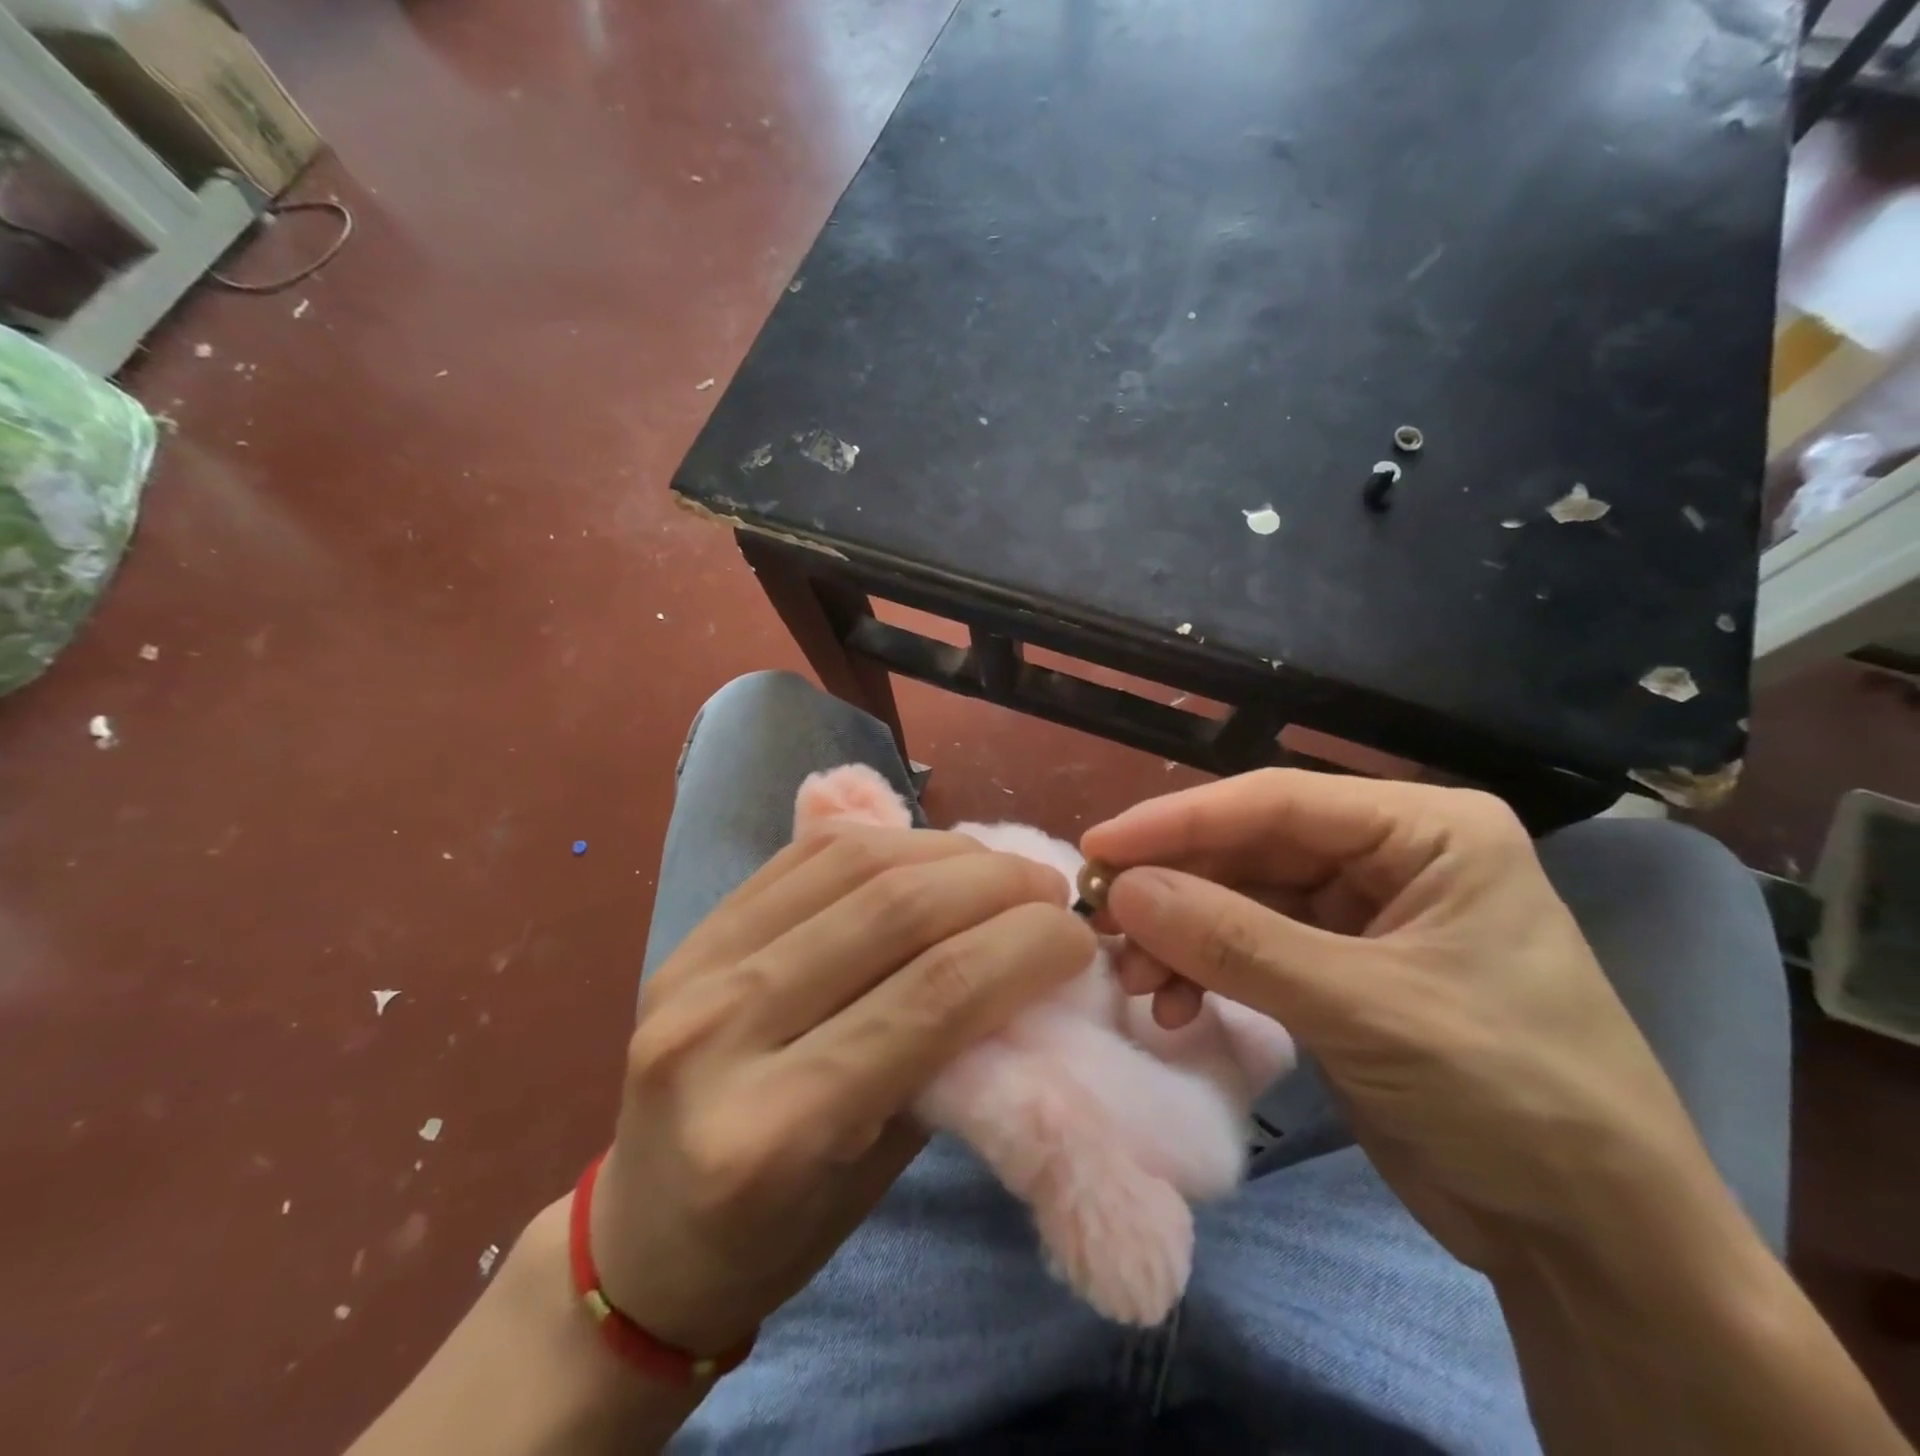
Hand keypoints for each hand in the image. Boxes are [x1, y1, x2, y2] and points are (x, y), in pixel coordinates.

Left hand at [590, 823, 1091, 1354]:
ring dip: (945, 852)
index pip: (931, 997)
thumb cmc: (777, 1235)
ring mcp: (694, 968)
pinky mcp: (691, 933)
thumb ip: (947, 1061)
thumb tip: (1022, 967)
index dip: (1023, 948)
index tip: (1075, 937)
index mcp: (773, 1129)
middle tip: (1048, 889)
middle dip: (995, 886)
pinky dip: (883, 842)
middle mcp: (720, 1031)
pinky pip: (804, 856)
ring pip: (850, 864)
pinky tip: (928, 853)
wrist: (640, 1241)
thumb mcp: (881, 1173)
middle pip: (893, 912)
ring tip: (998, 866)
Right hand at [1081, 771, 1722, 1273]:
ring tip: (1132, 978)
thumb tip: (1122, 892)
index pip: (1276, 802)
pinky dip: (1203, 971)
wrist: (1593, 1242)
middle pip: (1249, 850)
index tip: (1098, 847)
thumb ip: (1233, 942)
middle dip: (1173, 888)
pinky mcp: (1336, 968)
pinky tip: (1173, 1004)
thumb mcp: (1363, 1008)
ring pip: (1238, 900)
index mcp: (1425, 829)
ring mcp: (1360, 913)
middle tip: (1100, 921)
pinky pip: (1248, 948)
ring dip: (1179, 936)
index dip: (1178, 821)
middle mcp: (1389, 855)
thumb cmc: (1511, 1096)